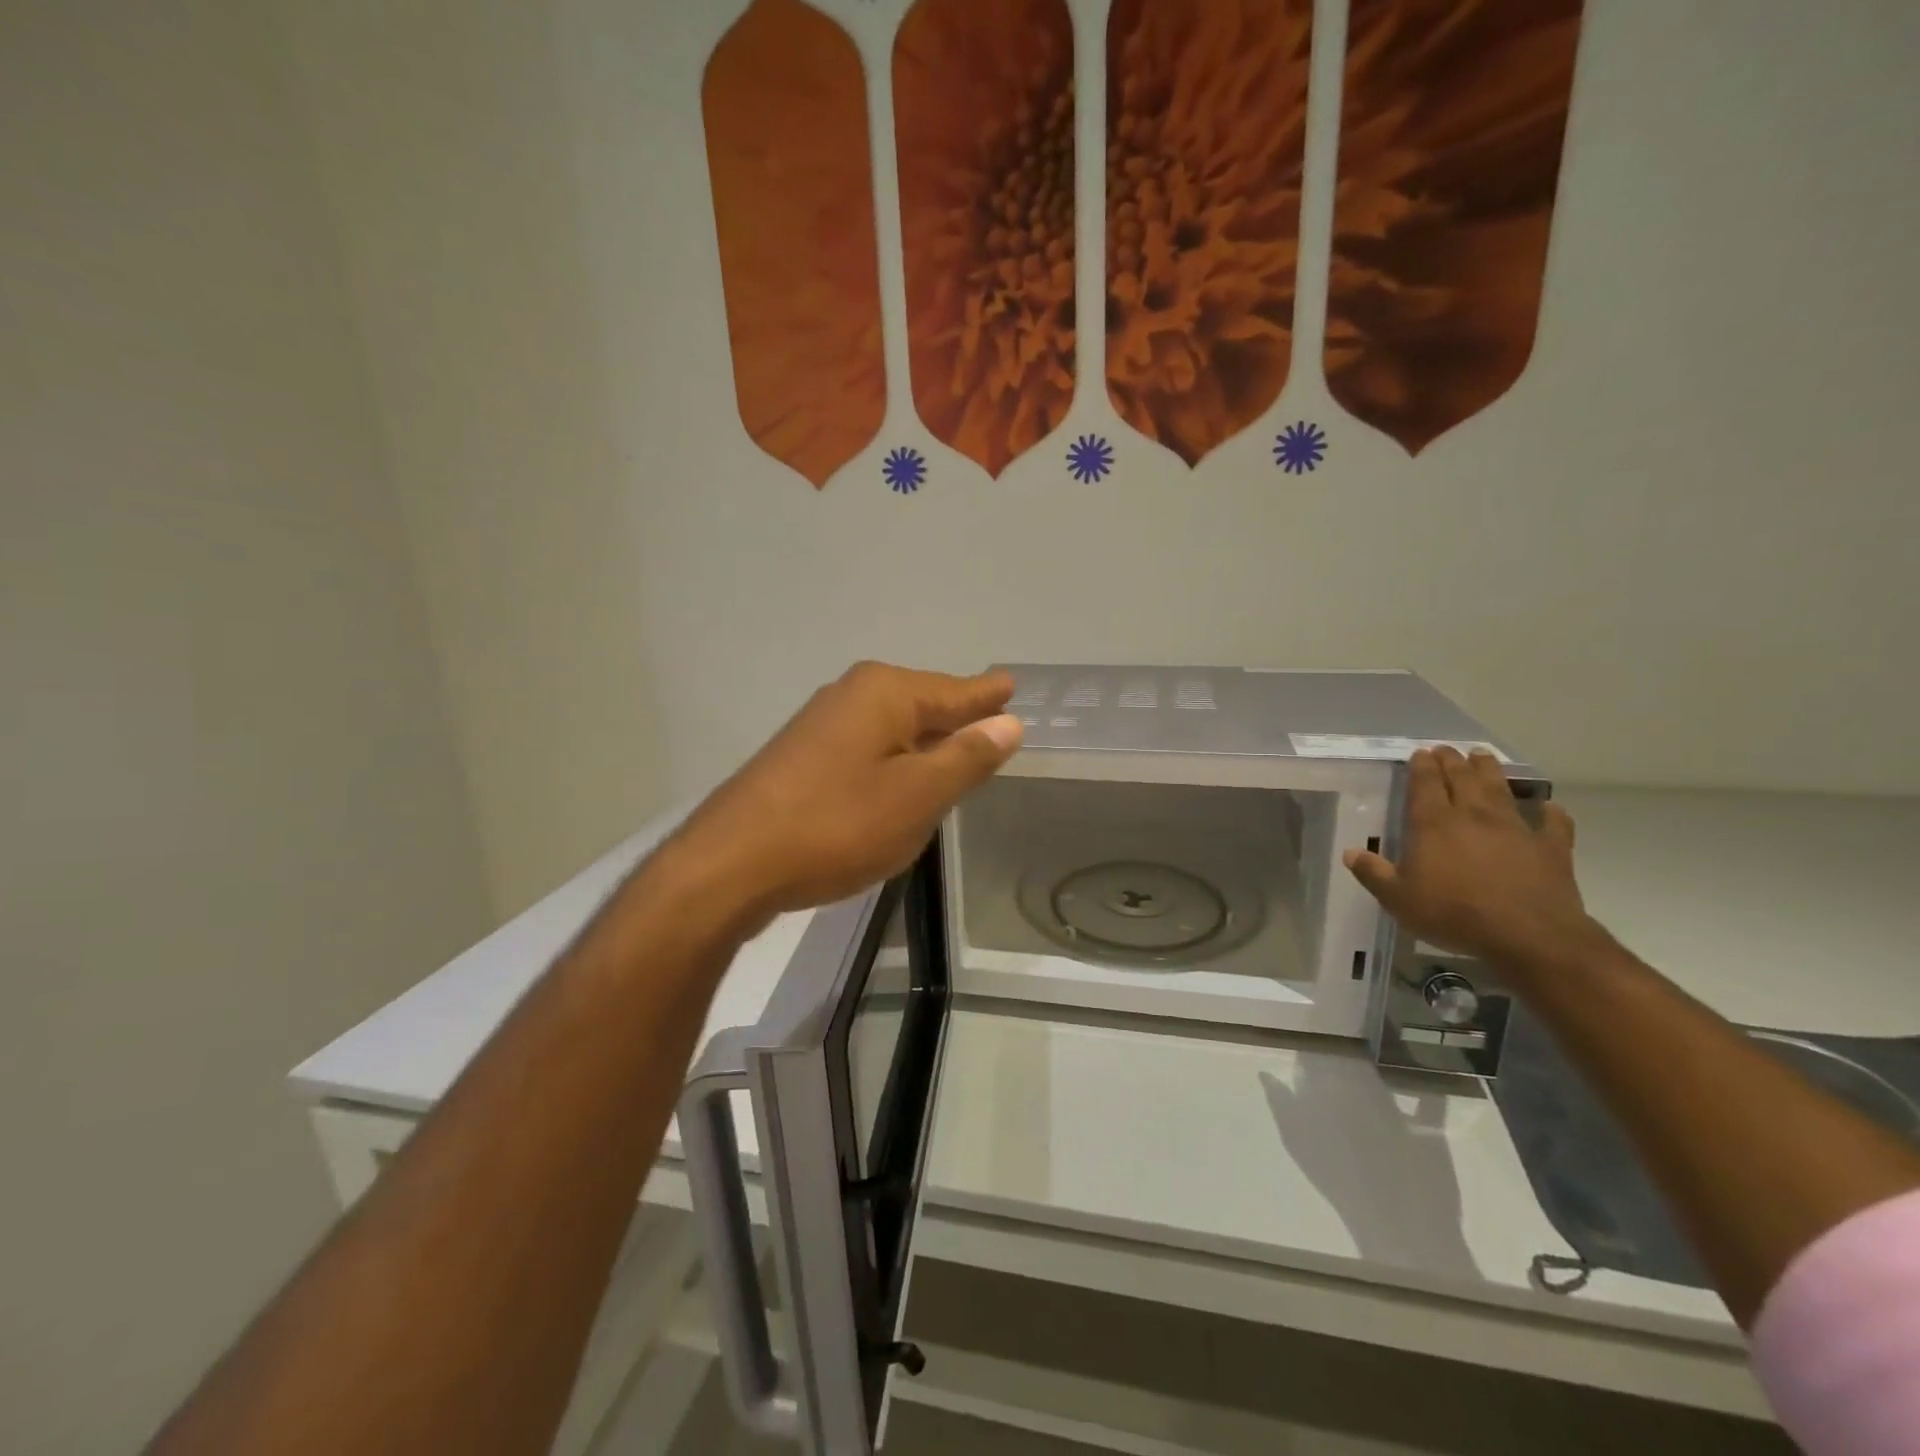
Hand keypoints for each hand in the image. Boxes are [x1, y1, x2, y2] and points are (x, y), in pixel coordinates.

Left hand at [669, 662, 1022, 924]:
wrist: (732, 863)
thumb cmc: (837, 825)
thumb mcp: (917, 796)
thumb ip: (966, 758)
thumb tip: (1008, 723)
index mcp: (885, 693)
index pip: (954, 692)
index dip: (986, 695)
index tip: (1011, 684)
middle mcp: (852, 695)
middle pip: (921, 704)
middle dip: (956, 715)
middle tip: (994, 721)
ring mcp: (821, 725)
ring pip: (892, 729)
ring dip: (924, 742)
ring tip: (958, 748)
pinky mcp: (802, 758)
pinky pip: (867, 750)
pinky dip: (894, 761)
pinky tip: (900, 780)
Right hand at [1342, 747, 1596, 972]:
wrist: (1528, 936)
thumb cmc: (1453, 914)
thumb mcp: (1398, 899)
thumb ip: (1373, 873)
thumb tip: (1350, 852)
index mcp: (1434, 823)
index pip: (1425, 783)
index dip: (1421, 766)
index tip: (1420, 753)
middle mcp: (1473, 815)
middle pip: (1462, 778)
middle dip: (1452, 760)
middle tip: (1447, 749)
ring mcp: (1516, 828)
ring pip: (1501, 789)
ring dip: (1490, 770)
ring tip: (1482, 756)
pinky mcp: (1551, 847)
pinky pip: (1553, 823)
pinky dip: (1550, 813)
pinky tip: (1549, 808)